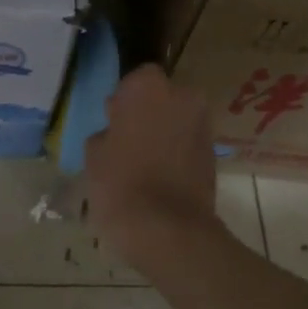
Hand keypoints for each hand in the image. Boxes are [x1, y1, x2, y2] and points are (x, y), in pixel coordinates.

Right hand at [84, 64, 222, 267]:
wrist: (168, 229)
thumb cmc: (120, 184)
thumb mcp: (93, 155)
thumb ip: (105, 133)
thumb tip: (114, 132)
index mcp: (148, 87)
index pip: (135, 80)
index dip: (124, 100)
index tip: (113, 122)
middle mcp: (183, 96)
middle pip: (162, 98)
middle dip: (148, 114)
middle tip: (127, 142)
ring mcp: (203, 125)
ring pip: (177, 121)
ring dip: (163, 134)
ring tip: (143, 164)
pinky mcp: (214, 154)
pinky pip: (188, 144)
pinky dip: (177, 154)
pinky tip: (160, 177)